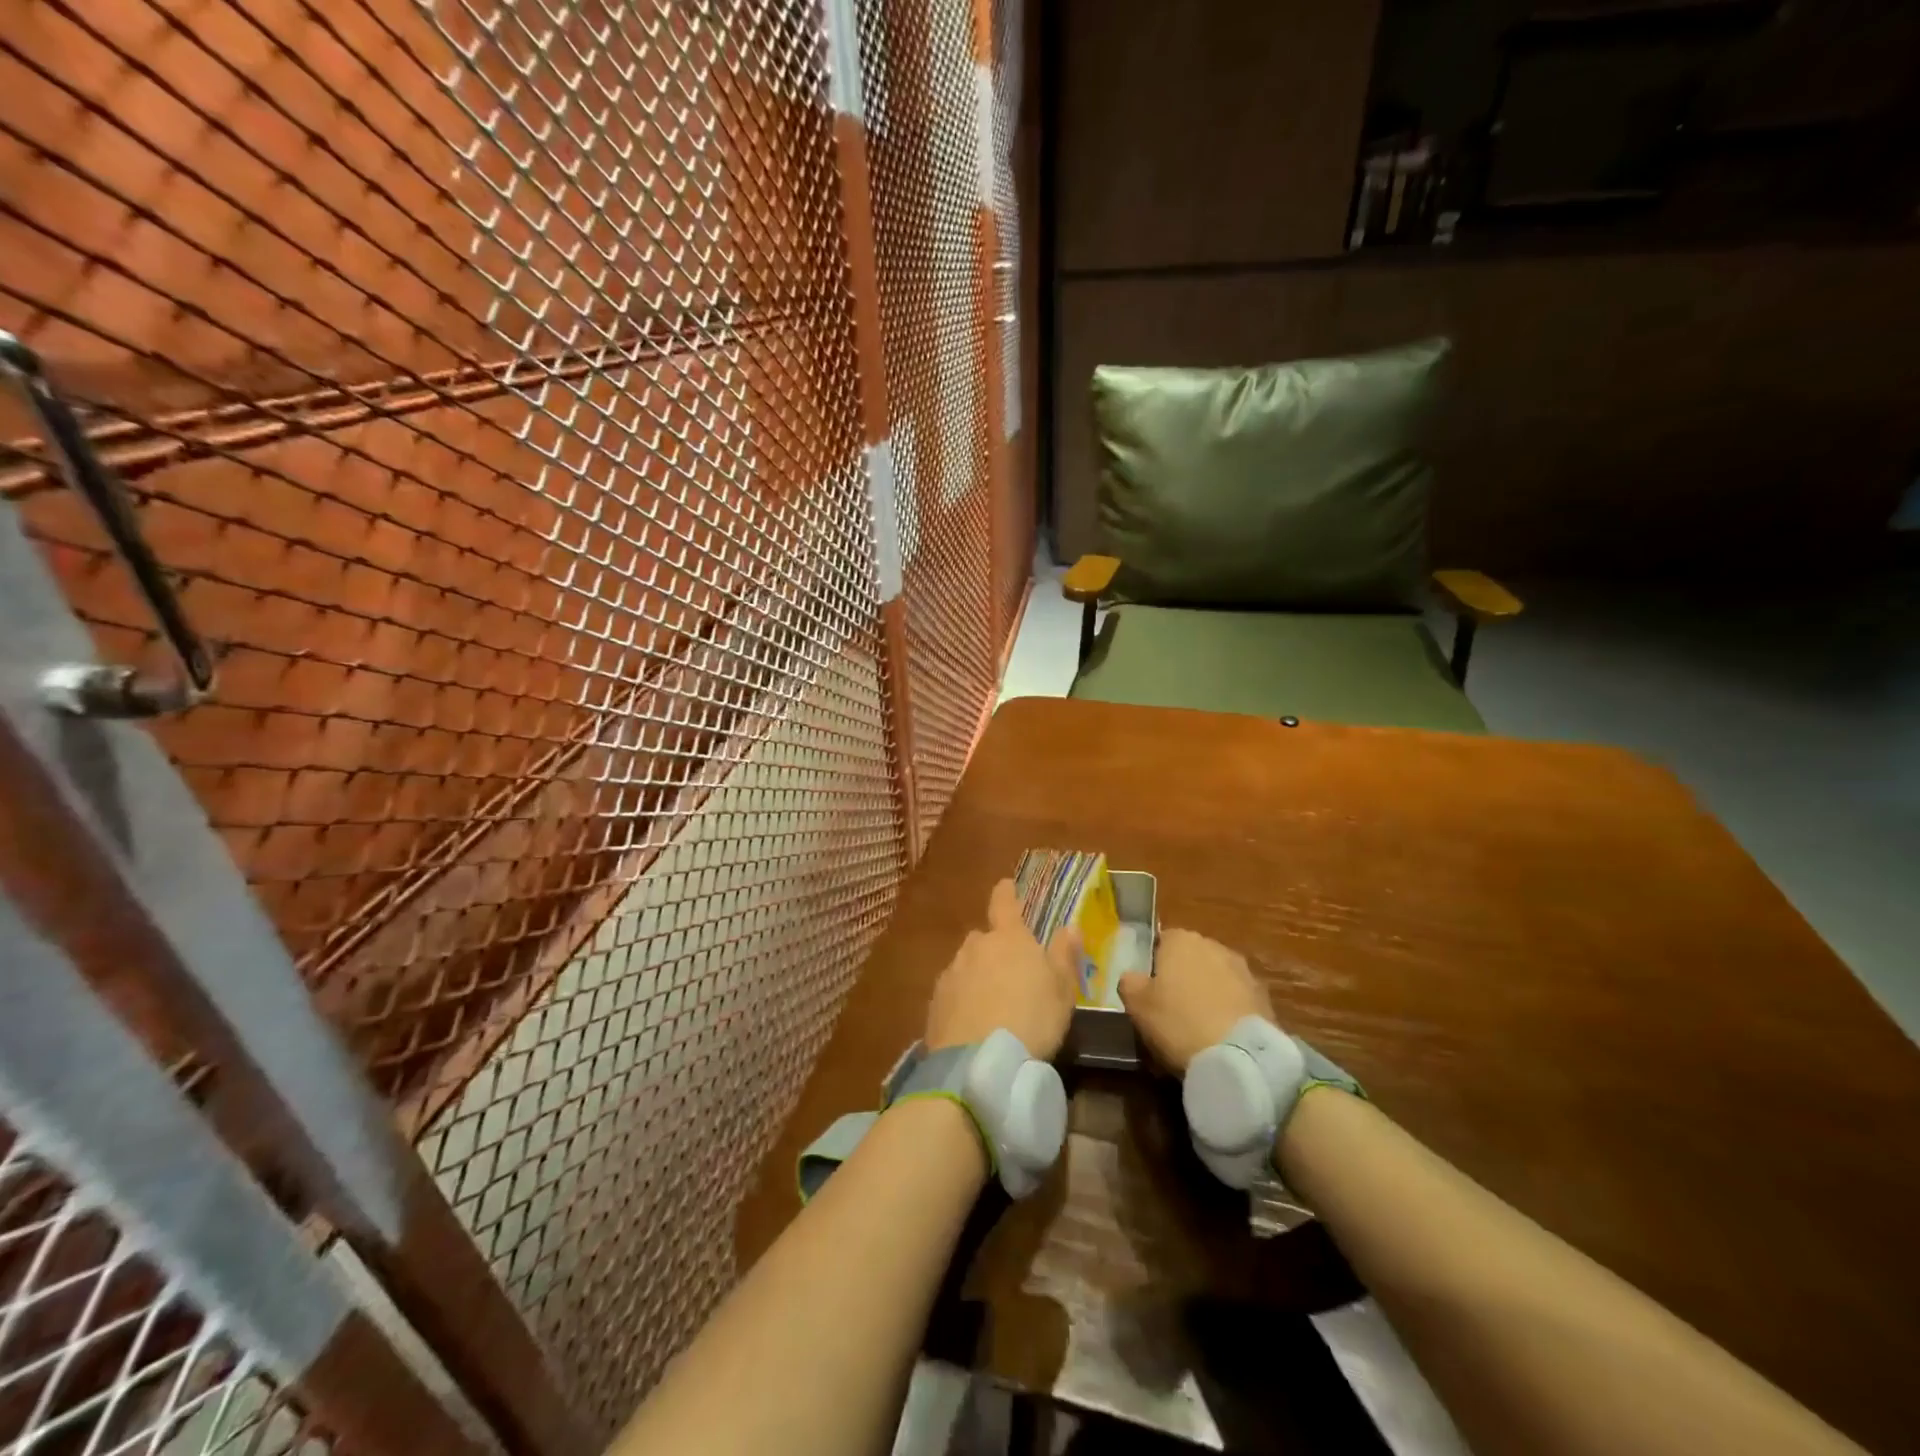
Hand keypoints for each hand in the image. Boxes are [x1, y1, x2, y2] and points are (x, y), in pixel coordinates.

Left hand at [925, 880, 1081, 1058]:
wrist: (982, 1062)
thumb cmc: (1033, 1019)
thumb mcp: (1062, 990)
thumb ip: (1064, 954)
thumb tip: (1069, 926)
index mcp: (1009, 938)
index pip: (1004, 902)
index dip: (1006, 892)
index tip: (1006, 885)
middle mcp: (975, 946)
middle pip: (984, 938)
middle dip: (995, 949)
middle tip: (1011, 974)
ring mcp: (952, 973)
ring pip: (967, 965)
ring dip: (978, 976)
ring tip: (993, 1005)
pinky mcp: (935, 1001)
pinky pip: (953, 991)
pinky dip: (962, 1000)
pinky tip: (972, 1023)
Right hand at [1117, 928, 1273, 1075]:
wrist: (1239, 1058)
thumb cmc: (1178, 1022)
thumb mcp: (1136, 1004)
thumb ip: (1129, 982)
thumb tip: (1133, 977)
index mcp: (1182, 940)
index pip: (1163, 940)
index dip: (1154, 964)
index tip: (1149, 989)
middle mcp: (1215, 946)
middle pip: (1192, 958)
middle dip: (1183, 977)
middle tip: (1170, 1008)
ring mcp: (1244, 971)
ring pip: (1216, 978)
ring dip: (1208, 993)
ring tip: (1198, 1027)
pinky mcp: (1265, 998)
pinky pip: (1237, 1000)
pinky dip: (1228, 1012)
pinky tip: (1220, 1036)